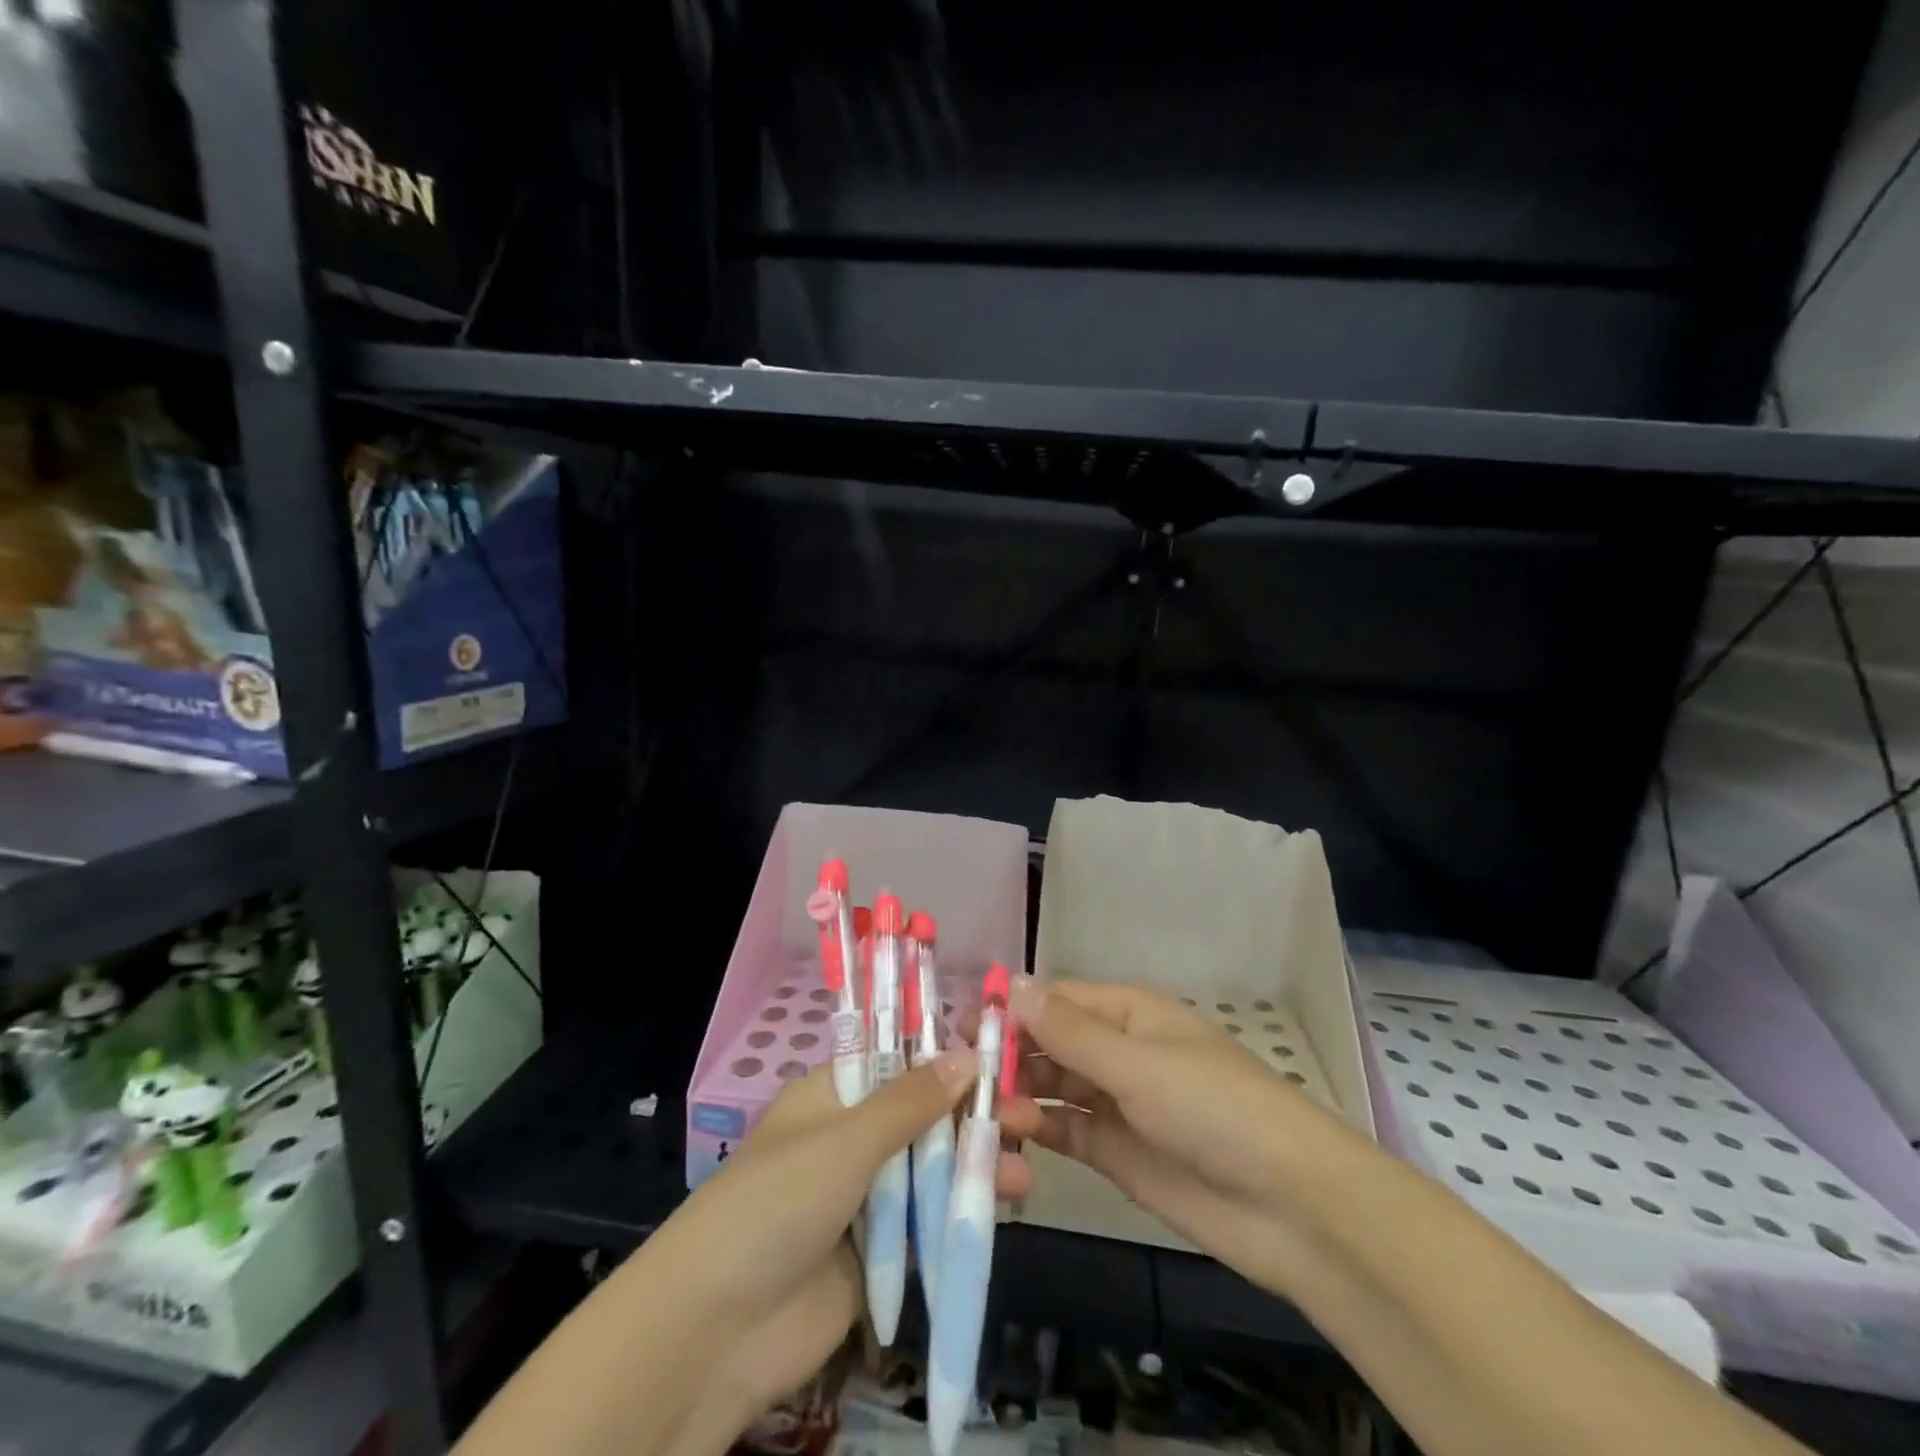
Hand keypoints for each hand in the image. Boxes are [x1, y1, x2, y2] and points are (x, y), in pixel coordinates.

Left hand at [658, 1052, 1031, 1417]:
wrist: (716, 1333)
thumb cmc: (777, 1205)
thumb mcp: (845, 1141)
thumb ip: (910, 1101)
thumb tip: (967, 1053)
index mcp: (834, 1094)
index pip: (899, 1059)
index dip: (947, 1055)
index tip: (1000, 1055)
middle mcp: (851, 1137)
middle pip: (924, 1115)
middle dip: (974, 1114)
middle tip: (1028, 1117)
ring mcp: (865, 1195)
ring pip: (933, 1168)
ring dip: (977, 1164)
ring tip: (1024, 1172)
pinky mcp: (879, 1251)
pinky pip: (928, 1220)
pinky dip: (964, 1211)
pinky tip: (1004, 1205)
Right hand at [995, 979, 1339, 1292]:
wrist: (1289, 1206)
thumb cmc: (1213, 1108)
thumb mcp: (1137, 1062)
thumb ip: (1069, 1031)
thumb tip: (1011, 982)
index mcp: (1128, 1013)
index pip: (1057, 999)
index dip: (1012, 1007)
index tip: (962, 1024)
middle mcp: (1118, 1050)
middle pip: (1049, 1041)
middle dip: (1008, 1054)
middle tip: (960, 1075)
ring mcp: (1116, 1102)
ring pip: (1052, 1086)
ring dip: (1018, 1093)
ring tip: (980, 1111)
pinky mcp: (1115, 1152)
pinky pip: (1065, 1130)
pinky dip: (1037, 1130)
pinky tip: (1009, 1136)